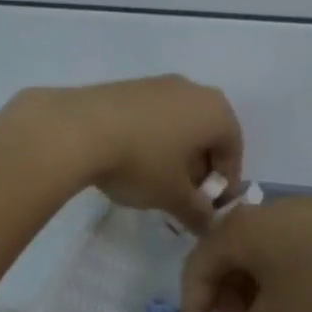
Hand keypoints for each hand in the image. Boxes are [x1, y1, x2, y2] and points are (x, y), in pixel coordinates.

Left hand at [13, 75, 242, 231]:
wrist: (78, 129)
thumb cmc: (141, 162)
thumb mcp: (173, 196)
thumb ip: (197, 213)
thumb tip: (209, 226)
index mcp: (216, 112)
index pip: (234, 151)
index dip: (225, 183)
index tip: (209, 208)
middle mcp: (193, 90)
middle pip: (206, 135)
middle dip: (199, 169)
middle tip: (184, 198)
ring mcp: (158, 84)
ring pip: (178, 125)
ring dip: (175, 154)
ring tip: (156, 182)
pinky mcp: (127, 87)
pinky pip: (152, 117)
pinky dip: (151, 140)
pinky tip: (131, 162)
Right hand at [180, 198, 311, 311]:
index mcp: (236, 232)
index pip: (196, 269)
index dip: (194, 308)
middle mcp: (257, 214)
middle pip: (224, 260)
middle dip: (224, 301)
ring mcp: (292, 212)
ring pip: (255, 256)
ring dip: (252, 292)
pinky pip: (283, 249)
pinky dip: (278, 278)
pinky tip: (301, 300)